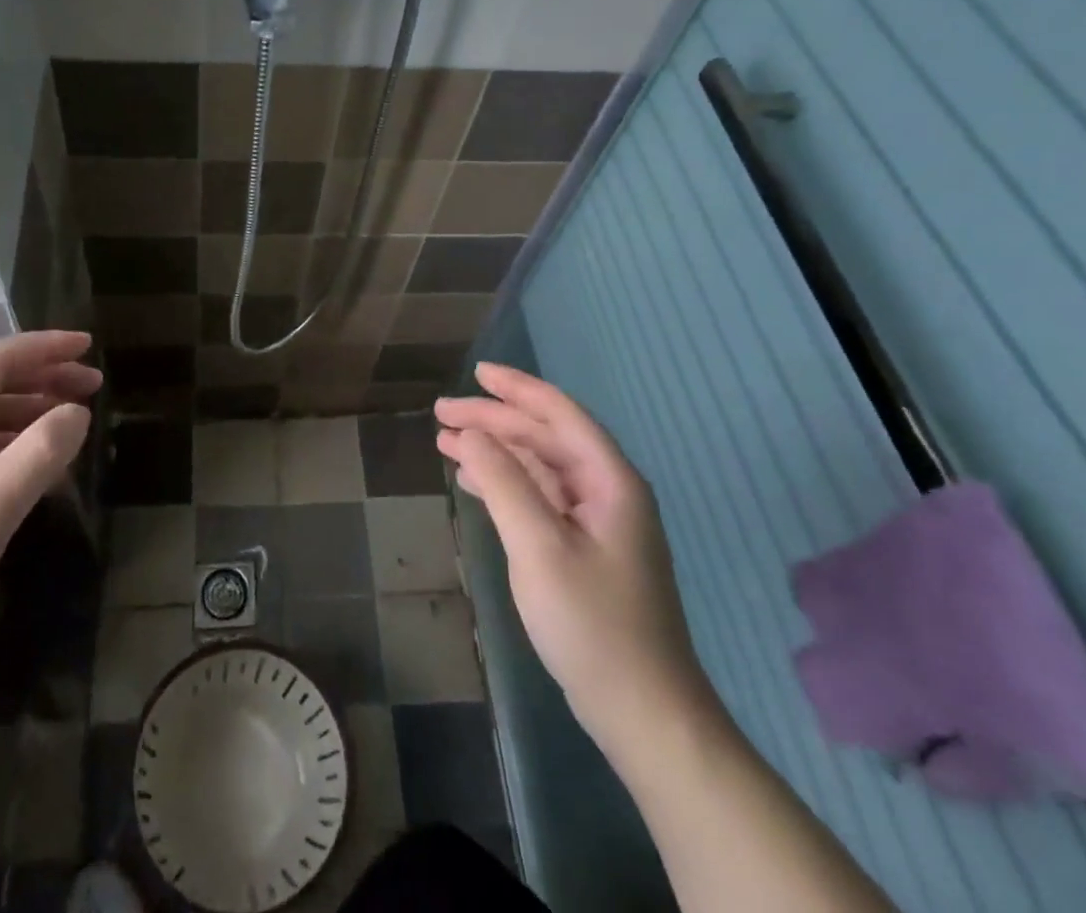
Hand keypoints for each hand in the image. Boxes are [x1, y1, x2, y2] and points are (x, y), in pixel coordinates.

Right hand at [436, 363, 717, 764]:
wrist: (644, 712)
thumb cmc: (593, 623)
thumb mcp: (539, 546)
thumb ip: (503, 481)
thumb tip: (470, 433)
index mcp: (609, 480)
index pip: (559, 413)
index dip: (516, 388)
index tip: (476, 373)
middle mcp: (607, 491)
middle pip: (544, 437)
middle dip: (493, 421)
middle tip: (441, 413)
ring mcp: (597, 522)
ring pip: (538, 466)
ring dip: (494, 451)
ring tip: (445, 441)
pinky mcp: (584, 549)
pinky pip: (539, 497)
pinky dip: (504, 484)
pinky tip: (473, 483)